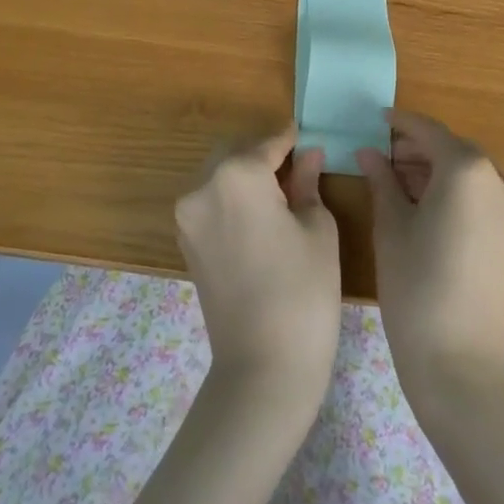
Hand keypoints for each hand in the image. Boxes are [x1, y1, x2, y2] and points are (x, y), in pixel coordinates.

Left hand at [175, 130, 341, 404]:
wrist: (263, 368)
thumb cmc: (303, 290)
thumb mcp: (317, 228)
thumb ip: (307, 182)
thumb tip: (309, 155)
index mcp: (236, 175)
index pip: (269, 143)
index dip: (292, 140)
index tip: (310, 135)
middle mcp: (202, 187)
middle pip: (236, 152)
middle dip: (265, 154)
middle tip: (298, 168)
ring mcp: (188, 217)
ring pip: (219, 175)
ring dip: (246, 175)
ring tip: (281, 194)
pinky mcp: (186, 243)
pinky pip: (210, 202)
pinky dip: (232, 198)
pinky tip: (260, 216)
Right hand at [356, 108, 503, 408]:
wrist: (459, 363)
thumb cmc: (415, 286)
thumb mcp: (391, 226)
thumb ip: (382, 179)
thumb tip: (369, 152)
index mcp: (468, 169)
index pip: (429, 132)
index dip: (401, 124)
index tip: (378, 119)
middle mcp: (499, 179)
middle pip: (452, 150)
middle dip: (417, 150)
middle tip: (380, 157)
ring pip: (468, 173)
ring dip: (435, 170)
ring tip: (396, 181)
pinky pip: (481, 195)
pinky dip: (454, 191)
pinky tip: (424, 203)